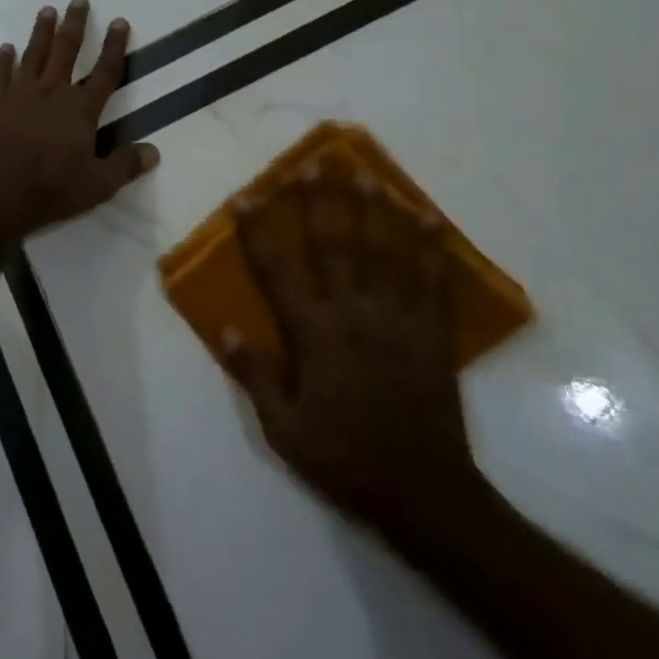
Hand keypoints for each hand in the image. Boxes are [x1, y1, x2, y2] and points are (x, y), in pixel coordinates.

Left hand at [0, 0, 159, 240]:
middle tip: (79, 0)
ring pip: (33, 55)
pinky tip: (5, 49)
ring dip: (41, 32)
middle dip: (75, 24)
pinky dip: (3, 61)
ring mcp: (20, 97)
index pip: (105, 72)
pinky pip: (0, 76)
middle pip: (66, 51)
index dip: (115, 47)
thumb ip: (125, 165)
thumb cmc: (50, 189)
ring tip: (46, 10)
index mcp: (80, 109)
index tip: (120, 21)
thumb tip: (154, 151)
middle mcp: (51, 94)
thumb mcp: (98, 185)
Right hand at [225, 160, 487, 537]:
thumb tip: (224, 328)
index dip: (259, 230)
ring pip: (384, 253)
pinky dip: (433, 249)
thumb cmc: (345, 459)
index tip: (247, 196)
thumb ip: (255, 375)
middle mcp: (355, 315)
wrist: (425, 494)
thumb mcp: (284, 429)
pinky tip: (429, 218)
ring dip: (373, 210)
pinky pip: (434, 283)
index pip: (278, 270)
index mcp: (314, 334)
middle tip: (313, 163)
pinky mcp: (433, 335)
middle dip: (319, 201)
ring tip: (365, 174)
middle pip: (334, 246)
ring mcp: (399, 321)